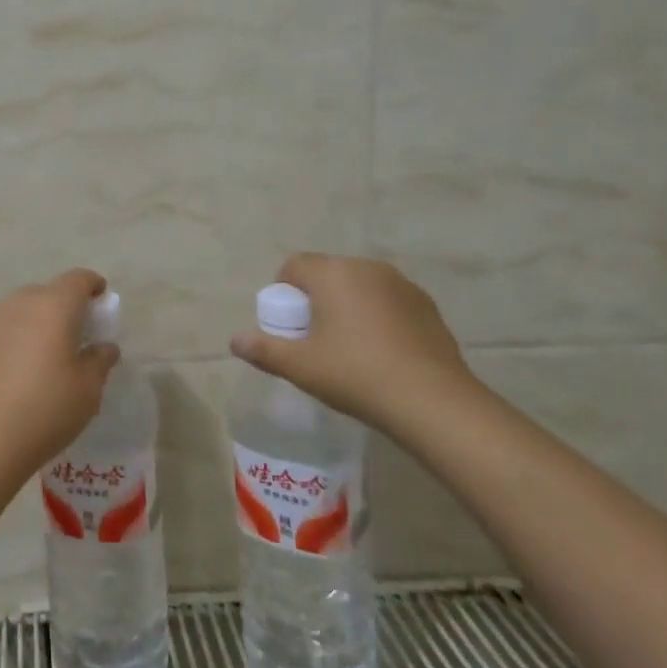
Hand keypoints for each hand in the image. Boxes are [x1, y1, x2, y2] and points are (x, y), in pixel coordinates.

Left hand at [0, 269, 120, 479]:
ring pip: (20, 309)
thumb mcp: (88, 389)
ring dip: (36, 321)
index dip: (92, 285)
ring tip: (45, 352)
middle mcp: (19, 304)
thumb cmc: (46, 409)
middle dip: (63, 306)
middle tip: (75, 333)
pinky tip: (17, 368)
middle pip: (47, 292)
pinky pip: (1, 329)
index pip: (77, 280)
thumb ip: (100, 361)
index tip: (101, 298)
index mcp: (53, 307)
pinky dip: (14, 337)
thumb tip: (104, 347)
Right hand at [229, 254, 475, 428]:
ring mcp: (402, 285)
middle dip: (316, 298)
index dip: (284, 291)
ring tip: (350, 347)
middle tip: (315, 338)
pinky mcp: (427, 306)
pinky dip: (378, 317)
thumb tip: (234, 341)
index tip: (289, 326)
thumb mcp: (300, 366)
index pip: (294, 266)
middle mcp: (367, 268)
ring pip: (360, 287)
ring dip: (348, 306)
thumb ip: (263, 350)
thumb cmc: (355, 375)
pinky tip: (382, 352)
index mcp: (333, 273)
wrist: (432, 402)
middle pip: (328, 273)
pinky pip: (388, 301)